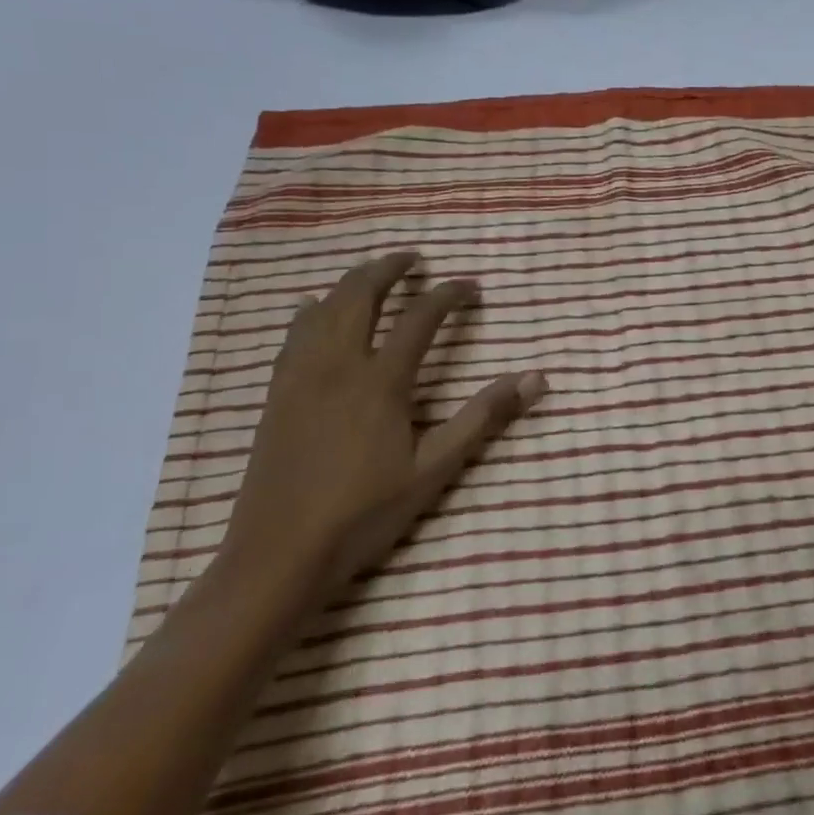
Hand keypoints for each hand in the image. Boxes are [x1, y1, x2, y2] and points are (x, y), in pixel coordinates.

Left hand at [219, 252, 545, 604]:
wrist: (278, 555)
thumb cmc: (365, 512)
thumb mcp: (436, 467)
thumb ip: (484, 417)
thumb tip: (536, 378)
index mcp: (381, 381)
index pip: (421, 317)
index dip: (449, 294)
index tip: (471, 286)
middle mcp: (337, 365)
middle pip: (360, 295)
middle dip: (389, 268)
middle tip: (414, 259)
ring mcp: (300, 377)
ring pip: (322, 308)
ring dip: (351, 282)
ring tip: (373, 276)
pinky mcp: (276, 394)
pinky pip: (293, 334)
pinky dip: (312, 310)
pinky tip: (315, 310)